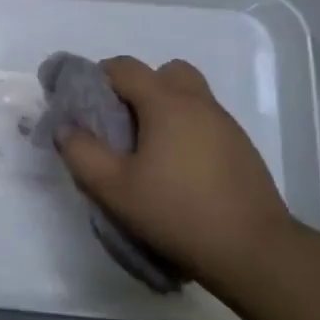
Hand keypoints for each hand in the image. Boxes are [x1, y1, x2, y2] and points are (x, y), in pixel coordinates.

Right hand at [55, 57, 294, 291]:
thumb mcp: (114, 188)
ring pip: (189, 97)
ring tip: (149, 152)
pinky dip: (187, 131)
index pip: (124, 67)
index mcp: (166, 102)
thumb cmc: (178, 213)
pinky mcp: (242, 149)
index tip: (83, 104)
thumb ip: (81, 153)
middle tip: (123, 123)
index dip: (97, 77)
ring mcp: (226, 124)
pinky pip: (205, 122)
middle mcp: (198, 102)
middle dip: (139, 88)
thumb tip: (65, 128)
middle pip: (164, 72)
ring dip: (165, 110)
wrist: (254, 252)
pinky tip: (179, 171)